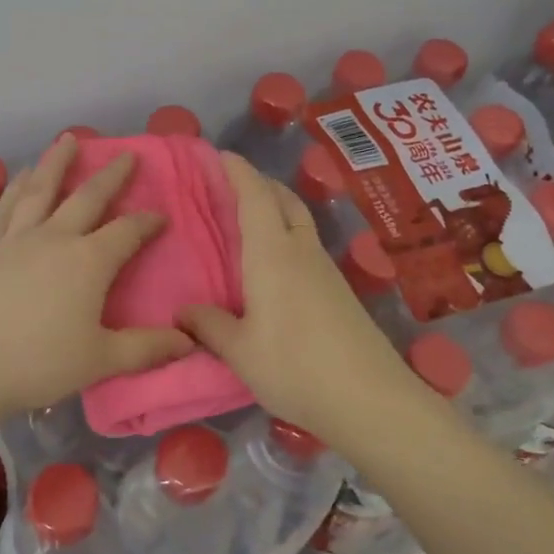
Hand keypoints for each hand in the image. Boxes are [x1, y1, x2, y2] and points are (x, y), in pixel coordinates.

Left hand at [0, 135, 194, 421]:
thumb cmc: (38, 363)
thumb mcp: (101, 360)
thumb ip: (146, 348)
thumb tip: (189, 341)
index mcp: (89, 262)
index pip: (127, 232)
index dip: (148, 222)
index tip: (163, 216)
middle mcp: (55, 238)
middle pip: (87, 197)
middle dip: (111, 175)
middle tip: (127, 154)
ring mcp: (17, 239)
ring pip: (41, 190)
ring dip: (57, 163)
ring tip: (68, 140)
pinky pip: (5, 208)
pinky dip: (15, 187)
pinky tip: (20, 176)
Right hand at [180, 153, 414, 436]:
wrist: (370, 399)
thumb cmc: (295, 368)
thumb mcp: (240, 352)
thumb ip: (209, 326)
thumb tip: (183, 312)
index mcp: (272, 254)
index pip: (254, 196)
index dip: (238, 171)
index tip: (220, 154)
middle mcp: (301, 251)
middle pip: (283, 199)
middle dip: (259, 183)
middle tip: (231, 183)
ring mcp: (325, 269)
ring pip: (299, 220)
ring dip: (276, 206)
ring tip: (249, 218)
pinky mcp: (339, 290)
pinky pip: (307, 244)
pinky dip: (287, 233)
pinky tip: (276, 262)